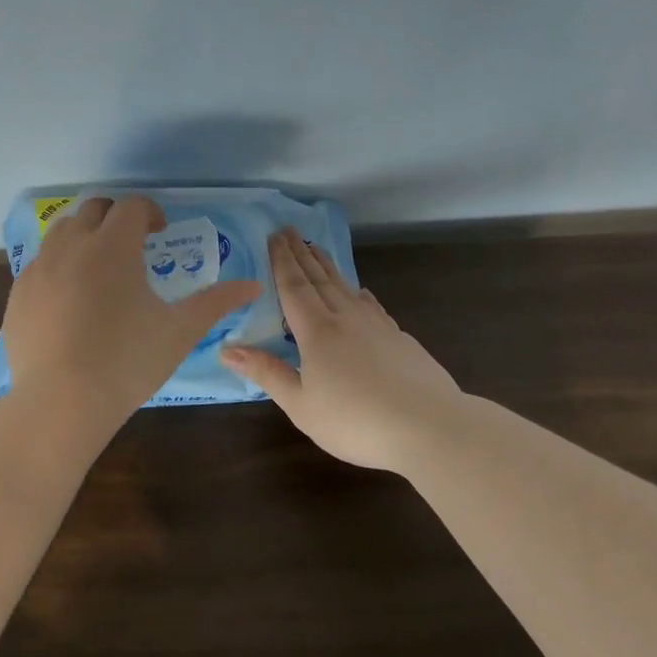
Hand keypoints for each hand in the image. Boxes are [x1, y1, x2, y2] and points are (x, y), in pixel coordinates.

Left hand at [2, 196, 260, 421]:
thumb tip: (252, 285)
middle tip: (132, 244)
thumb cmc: (128, 361)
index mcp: (113, 246)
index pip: (132, 206)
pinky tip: (70, 299)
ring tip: (99, 267)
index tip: (160, 232)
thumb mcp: (179, 331)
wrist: (61, 402)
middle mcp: (72, 246)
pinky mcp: (18, 293)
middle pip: (93, 209)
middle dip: (115, 218)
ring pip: (61, 231)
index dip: (150, 212)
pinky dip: (59, 265)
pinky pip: (40, 263)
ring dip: (84, 236)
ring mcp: (39, 268)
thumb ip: (216, 302)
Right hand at [221, 228, 462, 472]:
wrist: (429, 427)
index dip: (282, 261)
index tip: (273, 237)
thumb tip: (227, 349)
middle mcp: (345, 318)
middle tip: (288, 230)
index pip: (294, 287)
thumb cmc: (355, 420)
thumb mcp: (301, 405)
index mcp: (317, 331)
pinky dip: (359, 292)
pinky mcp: (399, 338)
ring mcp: (377, 326)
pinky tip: (360, 291)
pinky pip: (371, 305)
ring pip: (346, 286)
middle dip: (301, 254)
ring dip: (328, 265)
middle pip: (318, 279)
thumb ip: (266, 373)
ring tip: (316, 248)